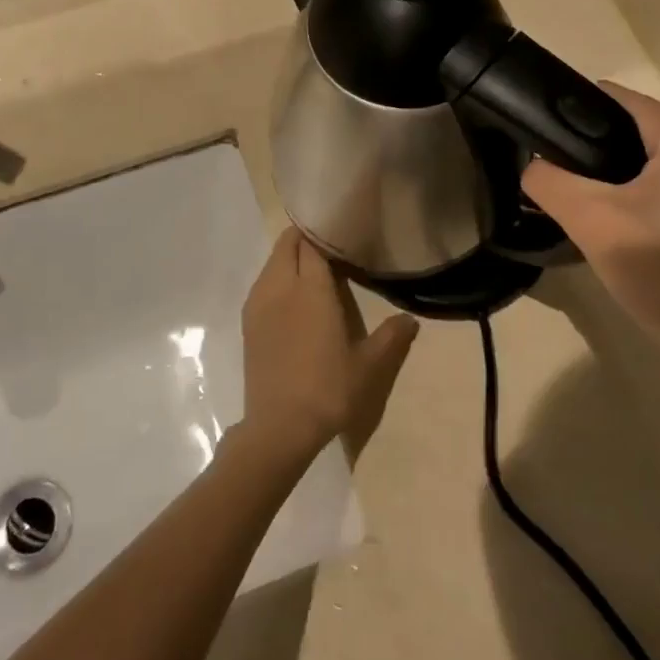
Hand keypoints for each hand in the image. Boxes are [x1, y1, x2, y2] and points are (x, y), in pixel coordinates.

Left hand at [239, 229, 418, 462]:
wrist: (279, 427)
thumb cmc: (329, 390)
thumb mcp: (370, 366)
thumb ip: (392, 337)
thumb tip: (411, 320)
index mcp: (311, 289)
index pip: (312, 244)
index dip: (325, 233)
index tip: (342, 232)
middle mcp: (281, 287)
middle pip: (287, 245)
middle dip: (304, 238)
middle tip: (330, 247)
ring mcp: (259, 304)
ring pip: (272, 262)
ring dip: (289, 258)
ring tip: (313, 272)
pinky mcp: (248, 322)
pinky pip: (262, 283)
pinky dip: (277, 278)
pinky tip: (293, 299)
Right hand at [523, 84, 659, 357]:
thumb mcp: (591, 218)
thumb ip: (548, 181)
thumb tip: (528, 167)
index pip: (607, 96)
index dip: (563, 111)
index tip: (526, 137)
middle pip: (614, 129)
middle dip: (574, 149)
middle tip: (537, 177)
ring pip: (623, 162)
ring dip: (589, 178)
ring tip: (553, 200)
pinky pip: (636, 189)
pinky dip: (608, 199)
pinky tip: (586, 224)